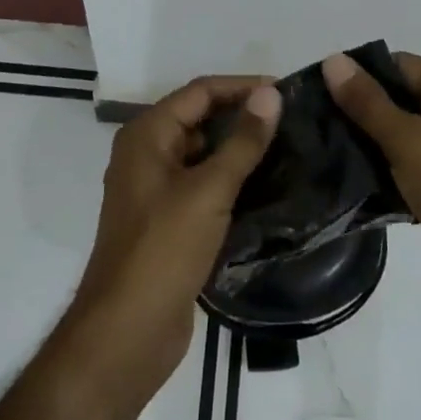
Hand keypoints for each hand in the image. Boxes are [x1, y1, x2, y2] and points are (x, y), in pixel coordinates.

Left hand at [70, 76, 281, 394]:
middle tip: (293, 121)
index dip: (243, 87)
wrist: (127, 332)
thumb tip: (271, 94)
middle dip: (244, 116)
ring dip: (240, 150)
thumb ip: (242, 141)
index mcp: (147, 136)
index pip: (201, 92)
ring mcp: (156, 190)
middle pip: (201, 119)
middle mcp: (147, 154)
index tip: (287, 92)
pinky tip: (268, 187)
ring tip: (289, 149)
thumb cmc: (164, 250)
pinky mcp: (169, 221)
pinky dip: (232, 180)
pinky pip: (204, 185)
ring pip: (204, 154)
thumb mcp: (209, 190)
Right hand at [322, 52, 420, 355]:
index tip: (314, 94)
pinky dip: (379, 169)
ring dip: (364, 143)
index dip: (358, 77)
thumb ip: (368, 102)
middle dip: (357, 112)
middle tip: (309, 124)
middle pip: (397, 98)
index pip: (398, 66)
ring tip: (317, 149)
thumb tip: (332, 60)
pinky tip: (342, 177)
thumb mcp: (408, 140)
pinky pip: (403, 165)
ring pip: (397, 134)